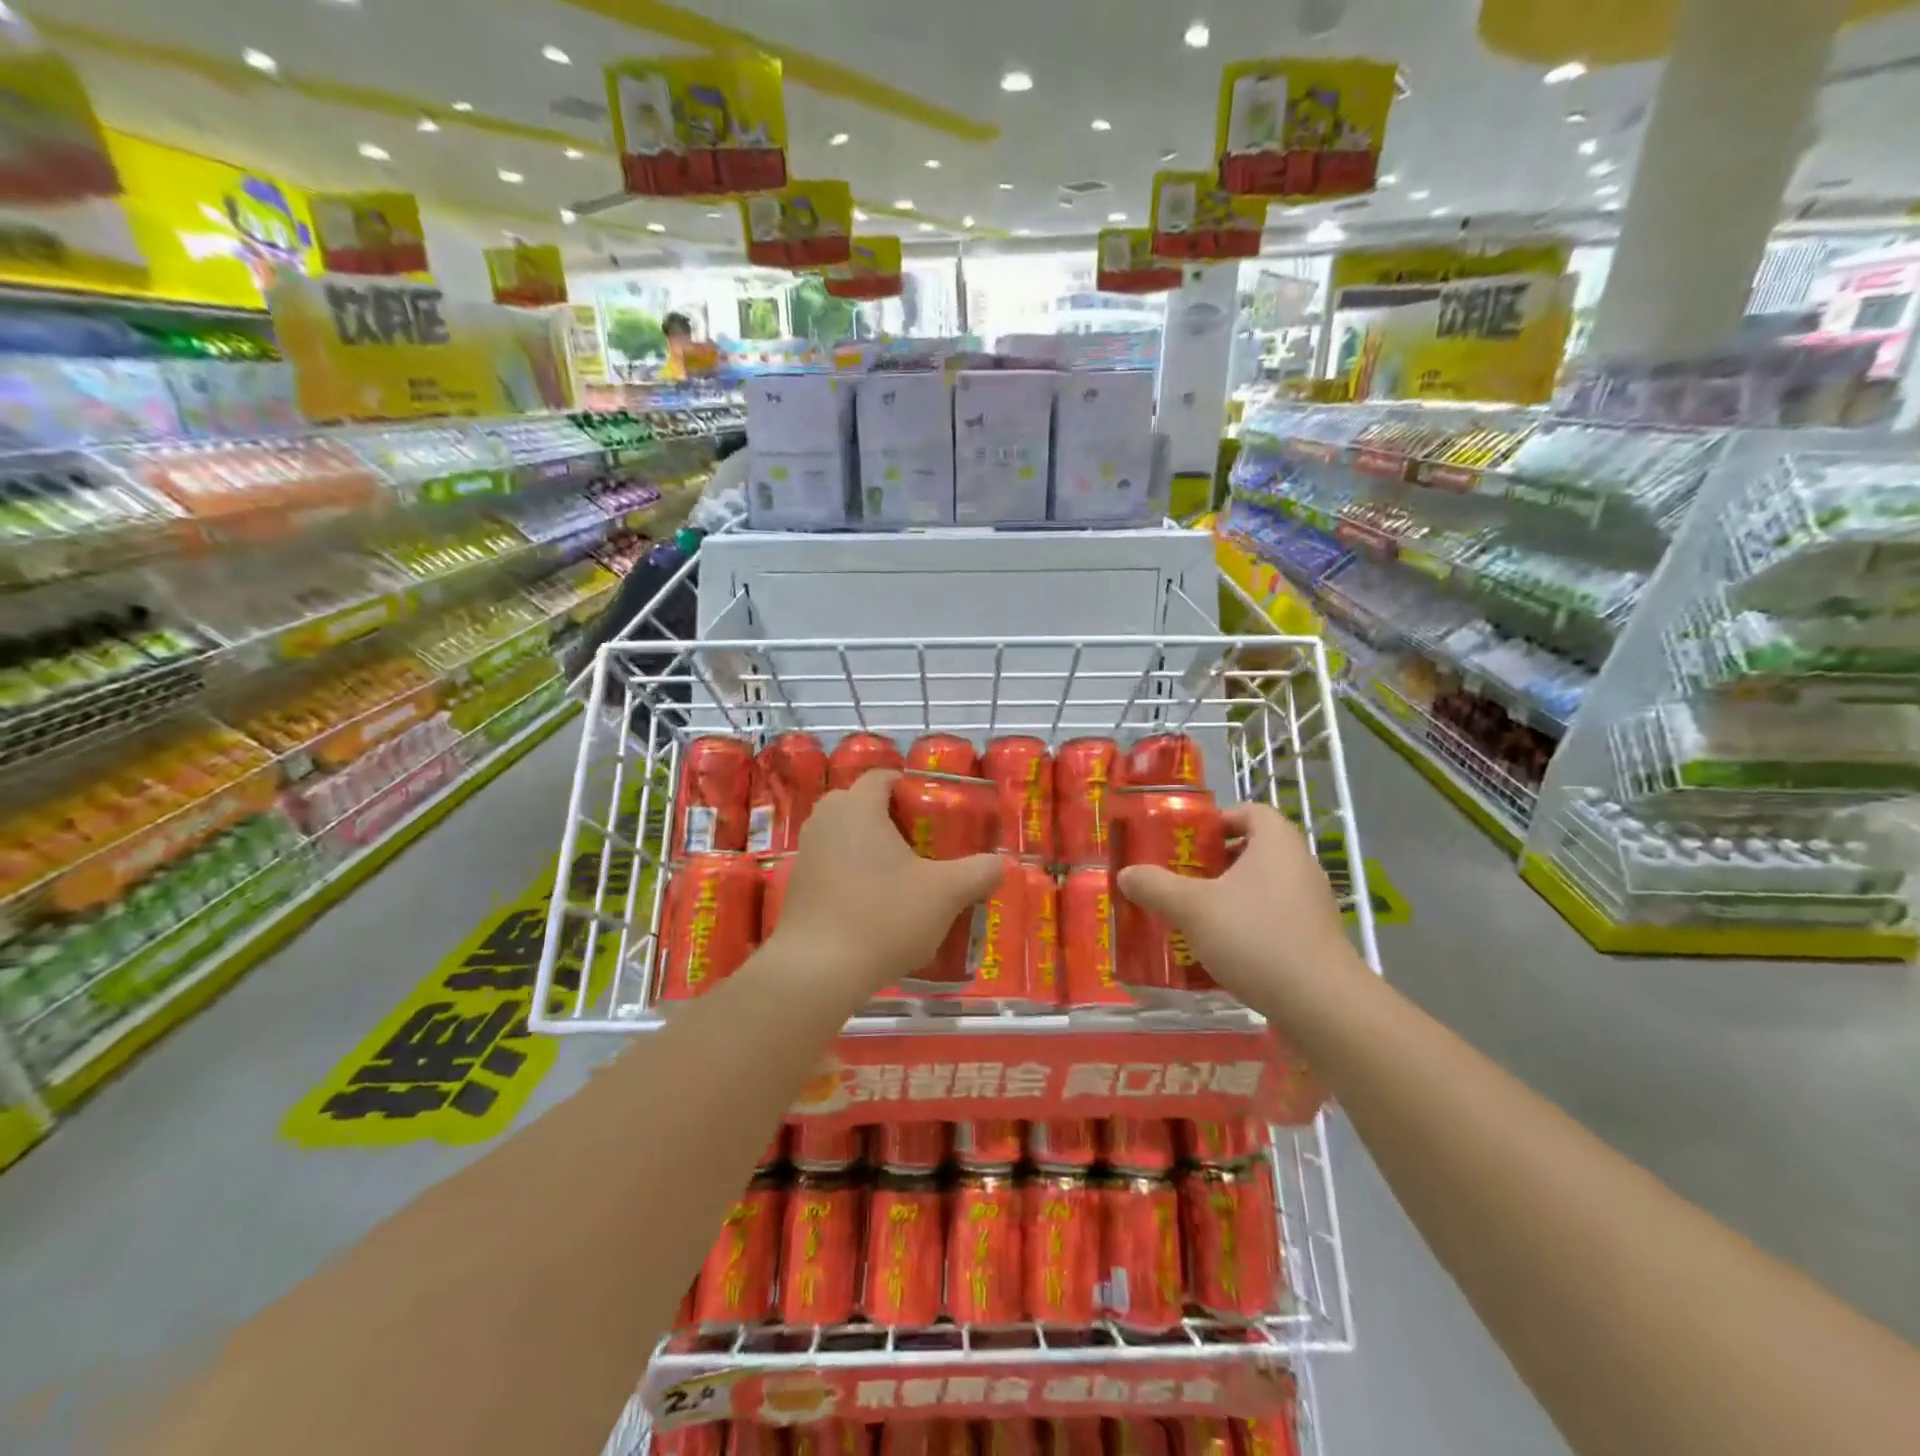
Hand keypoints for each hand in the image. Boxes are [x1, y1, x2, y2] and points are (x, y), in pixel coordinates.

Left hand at [768, 771, 1002, 998]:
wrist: (818, 971)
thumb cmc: (884, 916)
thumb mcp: (945, 894)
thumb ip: (979, 872)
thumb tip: (1000, 863)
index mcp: (857, 806)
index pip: (883, 776)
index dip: (912, 789)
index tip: (936, 814)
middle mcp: (825, 819)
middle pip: (863, 805)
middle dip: (894, 820)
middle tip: (925, 846)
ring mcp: (806, 852)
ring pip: (847, 836)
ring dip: (873, 850)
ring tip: (905, 879)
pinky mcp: (797, 885)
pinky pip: (833, 865)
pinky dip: (854, 875)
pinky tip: (877, 907)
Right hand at [1116, 802, 1361, 1014]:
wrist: (1321, 1004)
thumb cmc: (1255, 936)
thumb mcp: (1192, 908)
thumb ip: (1155, 886)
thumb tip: (1126, 874)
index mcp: (1276, 843)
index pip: (1251, 811)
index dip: (1219, 820)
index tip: (1188, 841)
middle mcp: (1300, 866)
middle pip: (1255, 850)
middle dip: (1216, 862)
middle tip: (1181, 877)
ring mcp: (1312, 905)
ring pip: (1263, 887)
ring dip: (1229, 897)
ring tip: (1194, 916)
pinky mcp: (1315, 941)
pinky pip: (1274, 919)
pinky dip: (1247, 926)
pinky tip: (1221, 950)